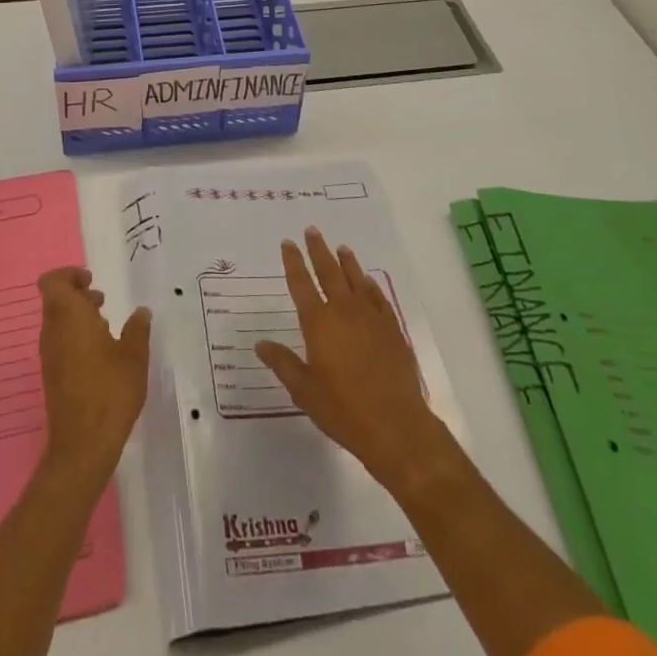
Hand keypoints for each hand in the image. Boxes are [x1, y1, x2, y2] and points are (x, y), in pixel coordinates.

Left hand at [37, 267, 150, 479]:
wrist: (82, 446)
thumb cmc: (109, 392)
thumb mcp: (134, 356)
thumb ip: (137, 329)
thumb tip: (141, 312)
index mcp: (69, 317)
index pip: (53, 281)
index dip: (69, 275)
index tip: (92, 281)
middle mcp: (52, 331)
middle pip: (55, 300)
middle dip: (78, 295)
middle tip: (103, 302)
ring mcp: (49, 355)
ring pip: (57, 322)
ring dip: (78, 317)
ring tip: (107, 327)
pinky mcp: (51, 375)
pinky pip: (59, 342)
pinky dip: (76, 337)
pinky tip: (101, 356)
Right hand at [255, 228, 445, 491]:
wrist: (395, 425)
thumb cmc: (343, 410)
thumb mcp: (304, 391)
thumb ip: (283, 363)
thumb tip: (261, 344)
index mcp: (318, 323)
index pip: (301, 284)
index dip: (293, 262)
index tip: (288, 243)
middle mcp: (343, 311)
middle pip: (329, 272)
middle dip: (318, 250)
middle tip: (312, 230)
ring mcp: (370, 317)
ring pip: (356, 279)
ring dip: (346, 262)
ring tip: (340, 247)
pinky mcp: (392, 329)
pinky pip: (378, 298)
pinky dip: (370, 285)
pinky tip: (367, 281)